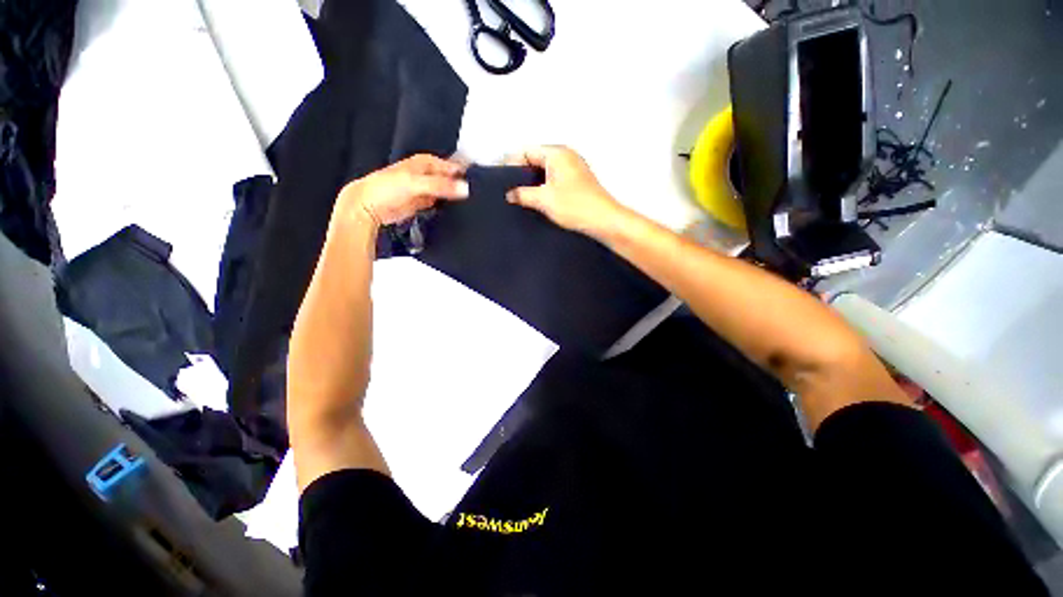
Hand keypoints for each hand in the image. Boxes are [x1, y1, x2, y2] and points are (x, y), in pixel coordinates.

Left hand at [335, 154, 468, 226]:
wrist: (369, 207)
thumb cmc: (386, 188)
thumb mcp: (415, 183)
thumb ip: (441, 185)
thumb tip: (465, 188)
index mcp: (426, 163)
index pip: (452, 165)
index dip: (466, 171)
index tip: (481, 180)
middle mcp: (428, 175)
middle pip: (451, 178)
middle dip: (463, 184)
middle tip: (479, 194)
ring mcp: (427, 190)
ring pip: (447, 192)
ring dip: (457, 197)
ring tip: (473, 204)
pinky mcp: (424, 204)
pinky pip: (442, 204)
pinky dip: (449, 207)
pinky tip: (458, 212)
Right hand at [505, 146, 621, 235]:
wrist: (603, 221)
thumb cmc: (577, 206)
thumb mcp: (543, 200)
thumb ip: (522, 194)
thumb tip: (510, 194)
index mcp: (557, 153)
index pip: (527, 151)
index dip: (511, 163)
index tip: (501, 178)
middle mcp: (567, 156)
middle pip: (536, 159)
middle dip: (522, 173)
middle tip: (509, 189)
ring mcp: (573, 169)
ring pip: (545, 171)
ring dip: (533, 182)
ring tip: (521, 197)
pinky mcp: (577, 182)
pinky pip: (554, 179)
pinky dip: (544, 187)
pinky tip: (538, 201)